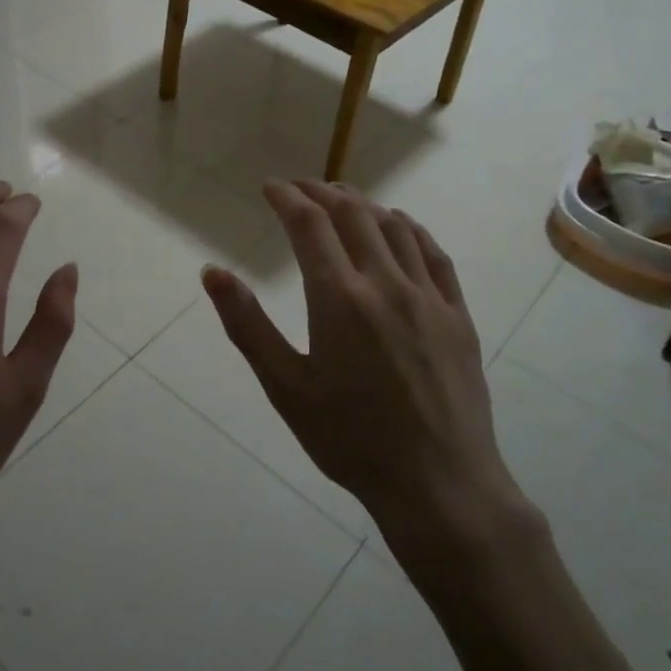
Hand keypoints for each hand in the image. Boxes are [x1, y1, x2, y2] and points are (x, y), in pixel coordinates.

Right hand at [201, 181, 516, 538]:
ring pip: (395, 228)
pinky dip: (411, 229)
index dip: (287, 198)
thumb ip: (247, 324)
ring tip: (343, 199)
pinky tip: (400, 226)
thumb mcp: (285, 387)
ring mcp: (428, 297)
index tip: (271, 187)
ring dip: (364, 205)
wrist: (438, 483)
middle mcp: (386, 284)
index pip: (309, 225)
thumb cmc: (350, 440)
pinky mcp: (458, 316)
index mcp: (339, 298)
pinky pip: (434, 255)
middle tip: (300, 188)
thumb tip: (212, 271)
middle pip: (353, 215)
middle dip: (322, 192)